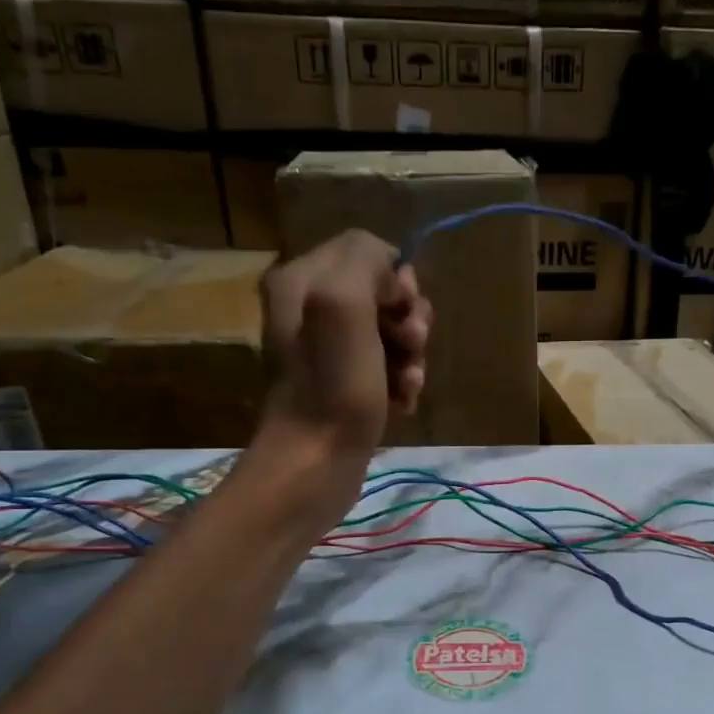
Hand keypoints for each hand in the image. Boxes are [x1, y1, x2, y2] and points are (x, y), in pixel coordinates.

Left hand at [255, 229, 431, 463]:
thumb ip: (364, 261)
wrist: (315, 464)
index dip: (396, 277)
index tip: (402, 309)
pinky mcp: (347, 384)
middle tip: (411, 347)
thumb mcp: (343, 304)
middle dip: (409, 320)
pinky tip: (404, 402)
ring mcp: (329, 350)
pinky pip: (389, 366)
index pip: (367, 250)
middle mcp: (311, 308)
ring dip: (412, 356)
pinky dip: (404, 381)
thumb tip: (390, 270)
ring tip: (408, 383)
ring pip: (393, 332)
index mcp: (301, 279)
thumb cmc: (331, 385)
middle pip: (384, 292)